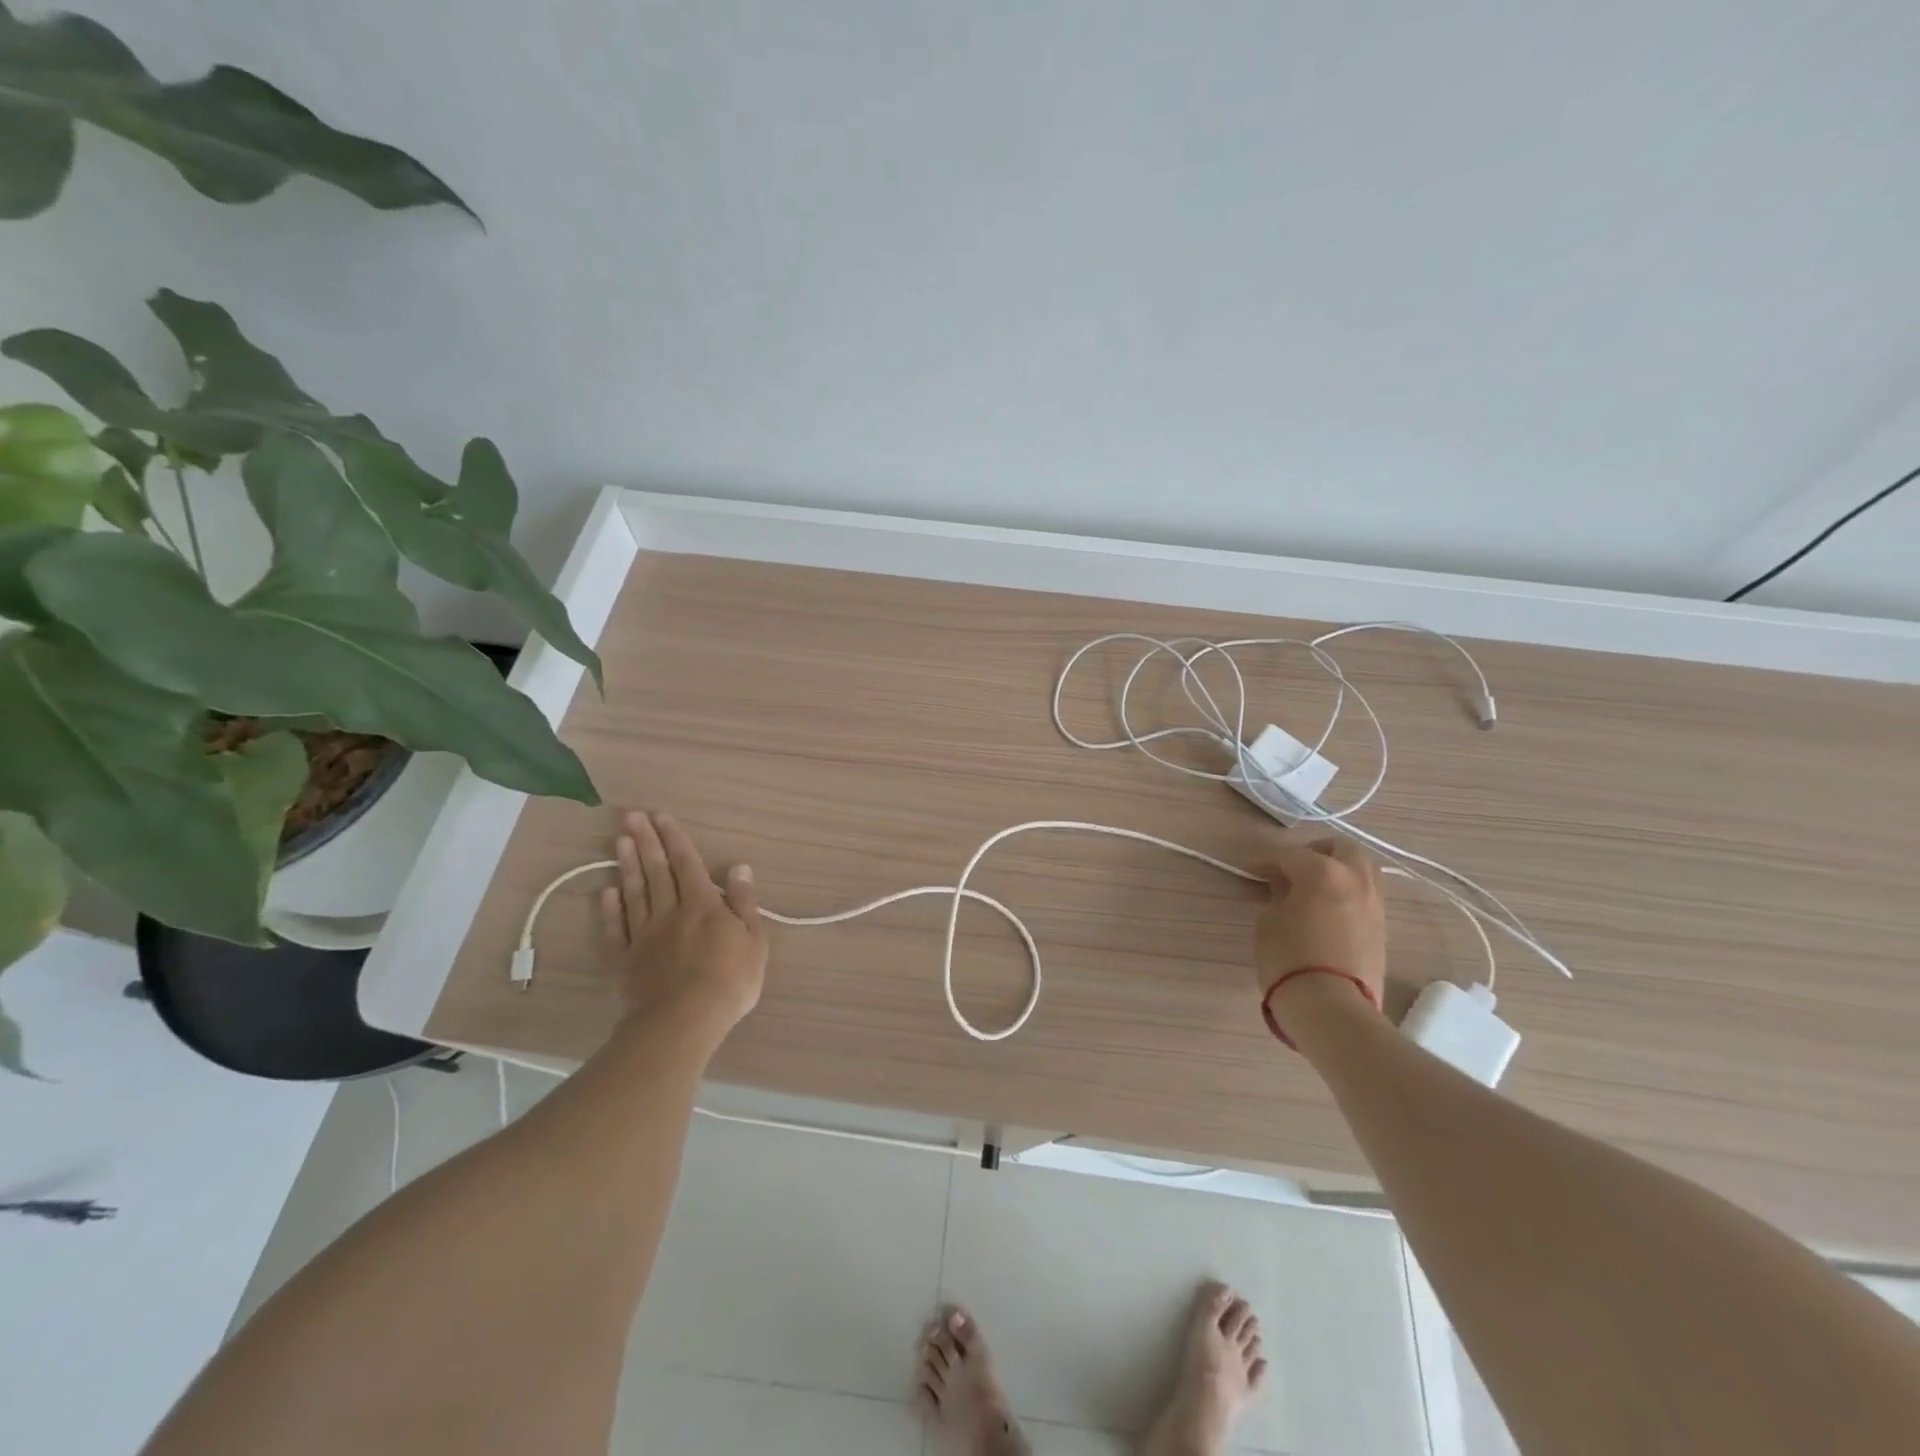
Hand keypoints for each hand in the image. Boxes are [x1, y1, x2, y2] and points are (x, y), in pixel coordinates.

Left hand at [600, 809, 767, 1041]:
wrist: (684, 1021)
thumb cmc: (729, 981)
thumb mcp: (754, 940)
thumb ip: (745, 902)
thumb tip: (739, 867)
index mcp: (703, 905)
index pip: (687, 863)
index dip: (675, 839)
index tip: (661, 816)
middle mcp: (671, 911)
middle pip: (656, 871)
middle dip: (646, 841)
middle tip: (631, 816)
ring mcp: (645, 935)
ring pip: (634, 892)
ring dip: (627, 865)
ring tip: (619, 840)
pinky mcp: (626, 960)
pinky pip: (616, 929)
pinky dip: (611, 909)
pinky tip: (607, 892)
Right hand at [1250, 835, 1385, 1030]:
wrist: (1331, 1007)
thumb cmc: (1289, 958)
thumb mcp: (1269, 921)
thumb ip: (1279, 895)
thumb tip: (1286, 887)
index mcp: (1324, 872)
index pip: (1290, 856)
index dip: (1265, 860)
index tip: (1249, 867)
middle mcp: (1356, 880)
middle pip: (1342, 849)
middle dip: (1316, 852)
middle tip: (1292, 867)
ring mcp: (1374, 904)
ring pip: (1361, 871)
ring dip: (1337, 870)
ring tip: (1311, 887)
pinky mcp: (1382, 929)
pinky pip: (1364, 896)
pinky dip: (1346, 893)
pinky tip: (1326, 908)